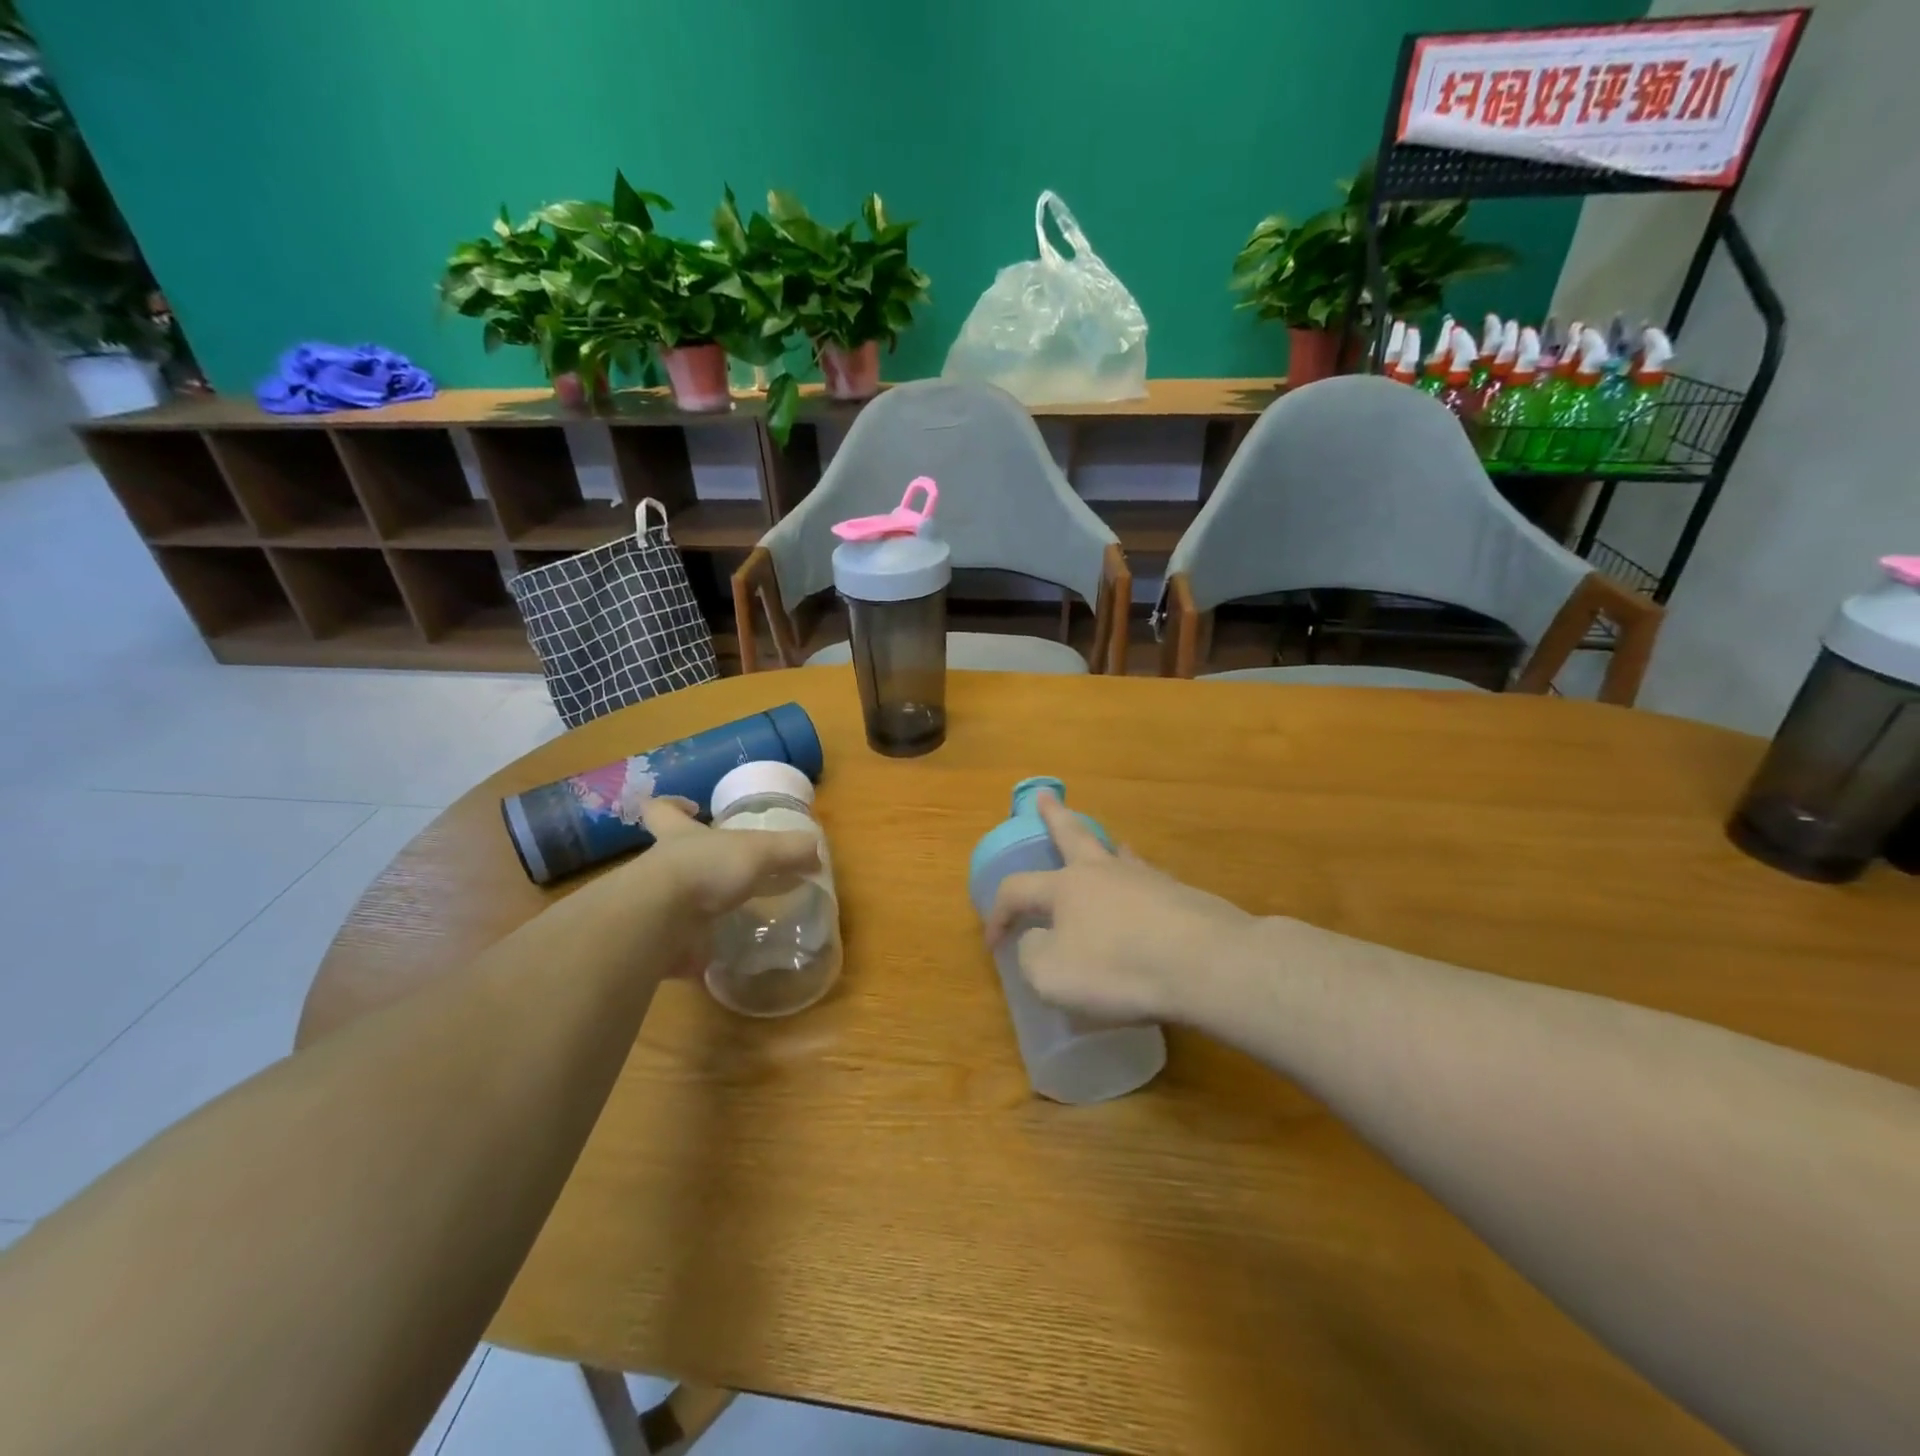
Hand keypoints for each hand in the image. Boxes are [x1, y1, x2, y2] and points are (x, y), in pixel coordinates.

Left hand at [610, 796, 820, 977]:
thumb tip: (817, 852)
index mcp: (680, 836)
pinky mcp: (662, 943)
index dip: (673, 805)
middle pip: (673, 857)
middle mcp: (664, 868)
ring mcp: (660, 906)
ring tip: (741, 913)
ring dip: (705, 907)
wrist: (662, 922)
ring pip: (680, 901)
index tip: (691, 806)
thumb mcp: (759, 851)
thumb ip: (790, 850)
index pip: (664, 810)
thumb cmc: (706, 869)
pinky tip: (732, 950)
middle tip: (731, 869)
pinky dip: (705, 949)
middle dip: (698, 862)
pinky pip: (686, 945)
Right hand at [984, 792, 1258, 1023]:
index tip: (993, 943)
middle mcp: (1102, 872)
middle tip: (1044, 796)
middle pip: (1071, 835)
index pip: (1017, 890)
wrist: (1205, 963)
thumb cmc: (1119, 968)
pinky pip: (1149, 878)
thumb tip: (1037, 941)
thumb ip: (1034, 955)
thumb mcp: (1053, 976)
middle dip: (1054, 816)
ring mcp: (1145, 879)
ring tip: (1106, 841)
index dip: (998, 914)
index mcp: (1065, 887)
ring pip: (1116, 851)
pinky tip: (1147, 885)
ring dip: (1104, 844)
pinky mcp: (1180, 895)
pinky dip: (1139, 877)